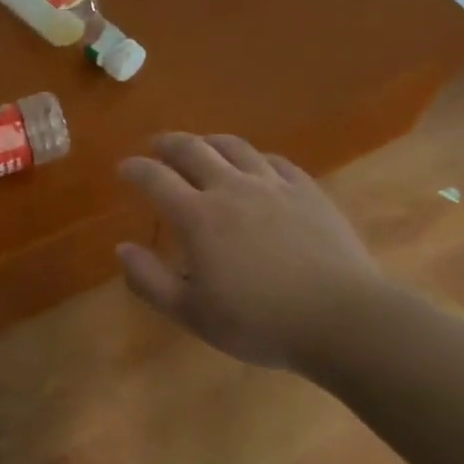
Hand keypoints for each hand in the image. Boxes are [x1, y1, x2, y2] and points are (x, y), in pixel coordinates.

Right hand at [116, 133, 390, 370]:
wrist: (342, 319)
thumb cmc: (260, 322)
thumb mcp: (192, 314)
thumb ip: (150, 281)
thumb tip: (122, 248)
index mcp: (198, 216)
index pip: (155, 178)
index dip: (135, 169)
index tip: (124, 168)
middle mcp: (231, 188)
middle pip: (192, 149)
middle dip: (167, 144)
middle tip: (156, 146)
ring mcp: (273, 185)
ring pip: (234, 147)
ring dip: (209, 141)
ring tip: (200, 145)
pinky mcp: (307, 191)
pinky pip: (274, 161)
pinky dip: (254, 157)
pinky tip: (254, 165)